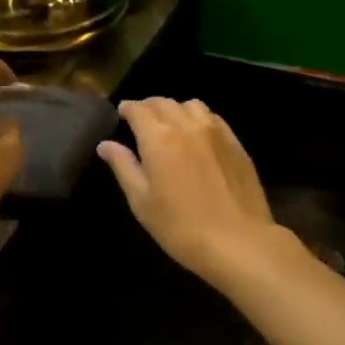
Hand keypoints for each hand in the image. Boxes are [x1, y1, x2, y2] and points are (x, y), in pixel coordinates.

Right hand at [98, 98, 278, 286]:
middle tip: (141, 121)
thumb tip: (105, 144)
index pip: (139, 109)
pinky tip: (196, 136)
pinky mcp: (235, 143)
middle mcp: (187, 125)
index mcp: (159, 138)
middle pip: (164, 102)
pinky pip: (213, 118)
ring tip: (170, 126)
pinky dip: (198, 118)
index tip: (122, 114)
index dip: (128, 108)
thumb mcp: (142, 201)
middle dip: (148, 107)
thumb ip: (123, 167)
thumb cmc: (181, 227)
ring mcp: (215, 131)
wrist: (239, 242)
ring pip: (190, 105)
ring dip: (175, 109)